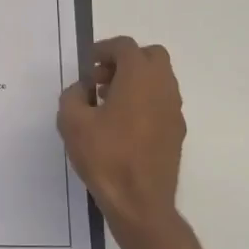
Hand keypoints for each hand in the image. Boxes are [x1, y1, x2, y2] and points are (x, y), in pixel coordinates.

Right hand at [58, 36, 185, 233]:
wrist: (140, 202)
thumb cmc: (105, 157)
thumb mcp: (72, 122)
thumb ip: (72, 96)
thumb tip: (82, 90)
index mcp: (139, 77)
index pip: (125, 47)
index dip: (103, 50)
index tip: (87, 65)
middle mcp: (163, 87)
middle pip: (150, 57)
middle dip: (125, 61)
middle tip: (100, 80)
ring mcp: (174, 110)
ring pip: (159, 80)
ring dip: (135, 82)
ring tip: (107, 104)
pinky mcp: (176, 132)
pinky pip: (161, 102)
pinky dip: (144, 101)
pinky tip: (122, 126)